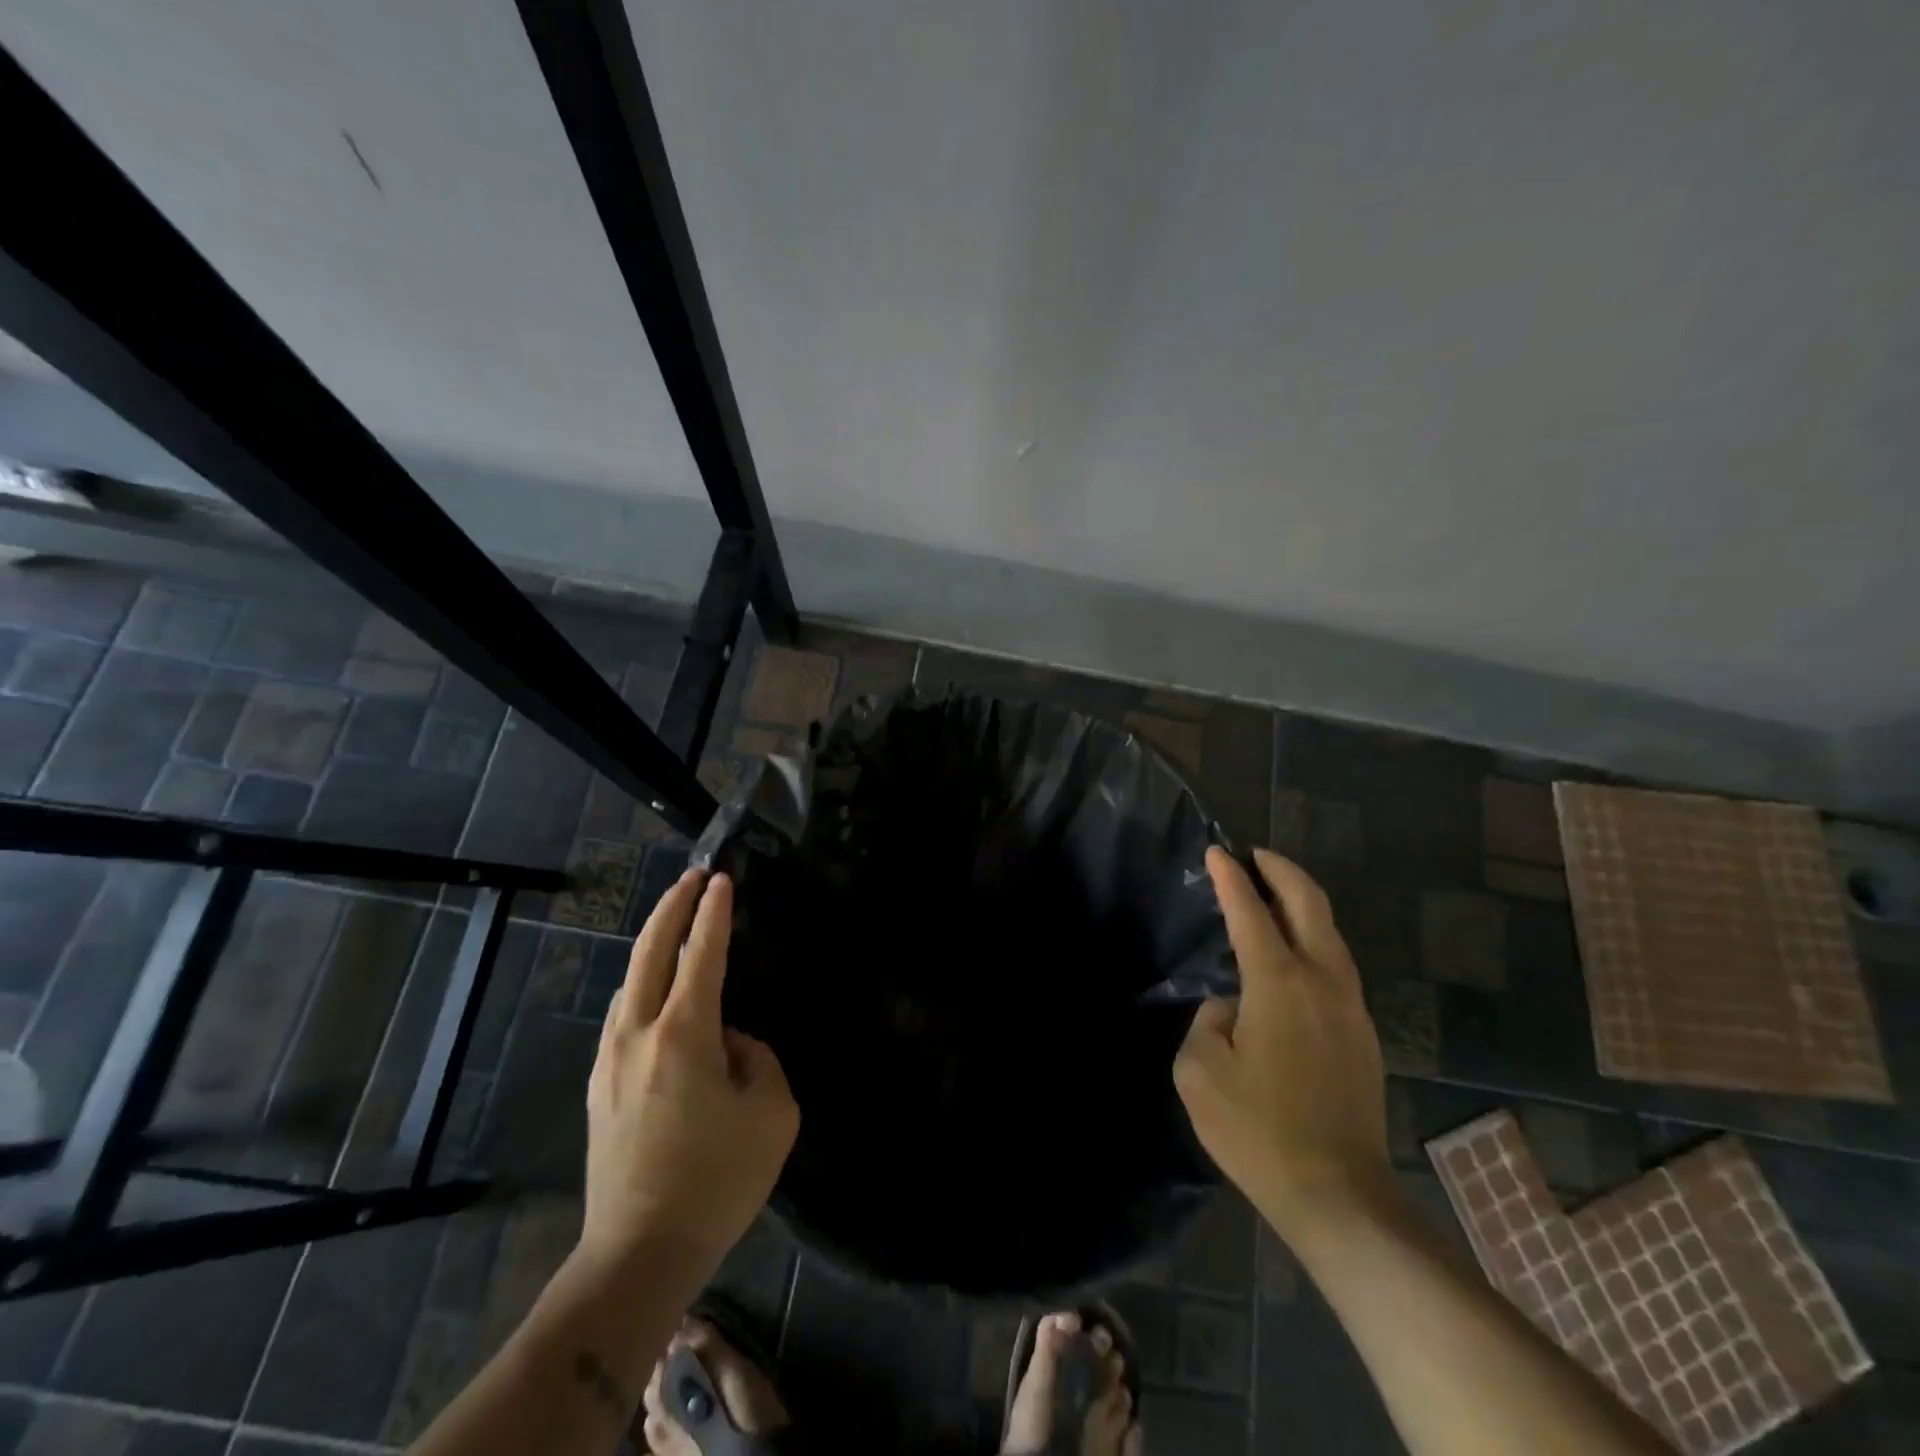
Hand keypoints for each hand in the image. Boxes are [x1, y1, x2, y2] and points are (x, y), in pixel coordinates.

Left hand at [579, 870, 798, 1280]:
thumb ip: (757, 1059)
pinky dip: (643, 984)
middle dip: (672, 907)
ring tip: (676, 925)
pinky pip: (624, 1014)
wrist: (639, 1253)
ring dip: (654, 943)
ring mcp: (610, 1060)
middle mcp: (638, 1035)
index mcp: (683, 1035)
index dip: (713, 914)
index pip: (701, 955)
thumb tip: (729, 1043)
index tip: (722, 879)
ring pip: (630, 981)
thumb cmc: (717, 1181)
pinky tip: (657, 991)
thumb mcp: (772, 1114)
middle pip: (649, 952)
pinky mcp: (600, 1087)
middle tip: (694, 878)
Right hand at [1174, 847, 1391, 1232]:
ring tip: (1271, 895)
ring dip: (1301, 903)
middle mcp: (1323, 982)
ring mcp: (1351, 1007)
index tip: (1216, 852)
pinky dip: (1313, 938)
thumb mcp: (1200, 1071)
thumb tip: (1233, 1006)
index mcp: (1279, 984)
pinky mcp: (1363, 1033)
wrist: (1339, 1196)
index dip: (1230, 878)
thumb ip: (1209, 1020)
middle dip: (1281, 870)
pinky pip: (1336, 964)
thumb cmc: (1258, 1131)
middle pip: (1309, 904)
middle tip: (1254, 855)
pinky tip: (1292, 954)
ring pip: (1330, 932)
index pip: (1251, 912)